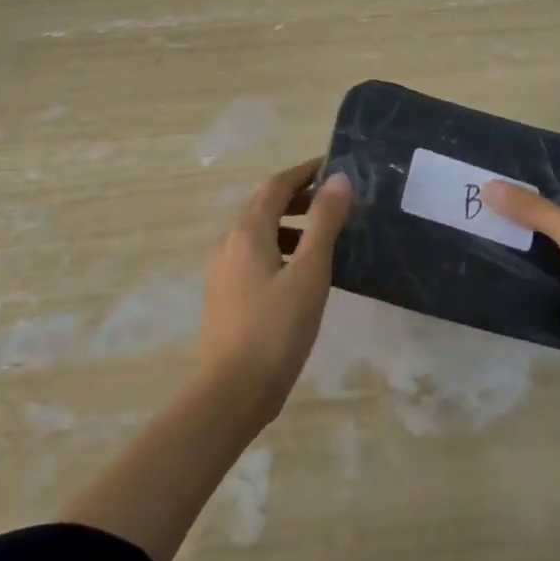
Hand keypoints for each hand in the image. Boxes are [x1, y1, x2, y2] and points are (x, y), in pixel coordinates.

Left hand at [198, 158, 351, 423]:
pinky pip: (254, 257)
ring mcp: (222, 272)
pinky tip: (300, 275)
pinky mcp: (224, 297)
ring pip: (258, 234)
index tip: (333, 166)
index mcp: (248, 233)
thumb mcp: (310, 273)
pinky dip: (280, 250)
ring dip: (290, 225)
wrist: (230, 394)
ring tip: (324, 238)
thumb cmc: (276, 330)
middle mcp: (229, 244)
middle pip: (264, 207)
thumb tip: (338, 179)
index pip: (276, 185)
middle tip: (334, 201)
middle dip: (298, 197)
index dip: (304, 171)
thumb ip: (324, 222)